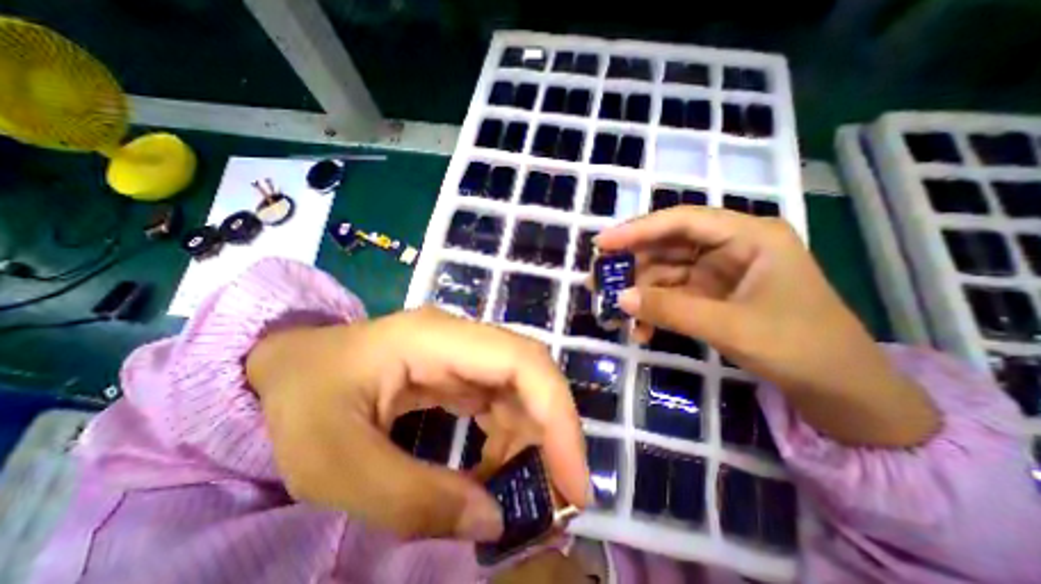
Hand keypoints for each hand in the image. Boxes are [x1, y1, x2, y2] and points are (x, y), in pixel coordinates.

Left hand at [242, 309, 583, 540]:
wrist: (287, 367)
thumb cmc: (301, 401)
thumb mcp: (332, 463)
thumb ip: (411, 498)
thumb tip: (492, 520)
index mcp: (435, 339)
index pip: (521, 362)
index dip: (558, 416)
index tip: (573, 482)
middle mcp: (461, 338)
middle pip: (530, 373)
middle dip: (553, 433)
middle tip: (558, 499)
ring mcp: (463, 352)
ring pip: (521, 389)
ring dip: (531, 442)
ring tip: (518, 495)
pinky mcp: (460, 370)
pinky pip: (502, 402)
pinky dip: (509, 441)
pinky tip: (492, 474)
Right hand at [593, 208, 944, 447]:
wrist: (838, 390)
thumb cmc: (799, 347)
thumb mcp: (730, 326)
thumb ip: (671, 309)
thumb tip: (620, 298)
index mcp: (748, 236)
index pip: (682, 221)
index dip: (638, 229)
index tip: (602, 243)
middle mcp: (730, 247)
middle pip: (668, 246)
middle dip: (632, 266)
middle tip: (599, 282)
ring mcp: (719, 272)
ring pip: (665, 272)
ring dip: (640, 294)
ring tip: (616, 314)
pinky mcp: (711, 295)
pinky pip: (672, 295)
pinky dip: (654, 310)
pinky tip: (642, 331)